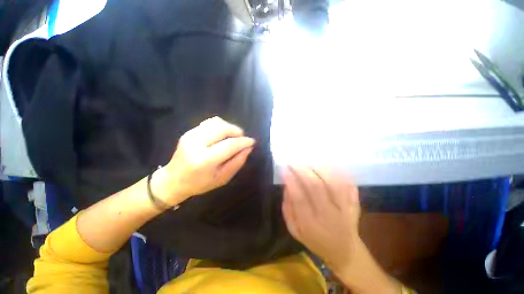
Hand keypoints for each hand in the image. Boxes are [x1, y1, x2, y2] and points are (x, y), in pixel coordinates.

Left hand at [152, 117, 255, 205]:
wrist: (173, 180)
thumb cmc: (200, 184)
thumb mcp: (223, 178)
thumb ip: (237, 162)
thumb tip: (249, 148)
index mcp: (205, 160)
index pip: (230, 145)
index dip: (244, 142)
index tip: (252, 141)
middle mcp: (196, 144)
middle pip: (223, 129)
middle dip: (237, 132)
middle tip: (242, 139)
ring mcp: (191, 135)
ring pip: (217, 122)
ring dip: (230, 127)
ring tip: (233, 137)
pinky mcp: (189, 132)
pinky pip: (209, 122)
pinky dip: (220, 125)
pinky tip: (223, 134)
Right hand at [282, 167, 401, 293]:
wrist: (344, 251)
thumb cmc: (315, 241)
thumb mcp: (294, 230)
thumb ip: (288, 208)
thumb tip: (287, 185)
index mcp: (310, 225)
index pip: (299, 198)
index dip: (291, 181)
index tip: (285, 169)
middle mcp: (328, 216)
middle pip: (316, 187)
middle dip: (303, 170)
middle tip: (295, 161)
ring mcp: (344, 210)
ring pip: (333, 183)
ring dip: (319, 168)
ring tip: (309, 160)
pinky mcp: (355, 205)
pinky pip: (347, 184)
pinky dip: (337, 172)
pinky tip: (327, 165)